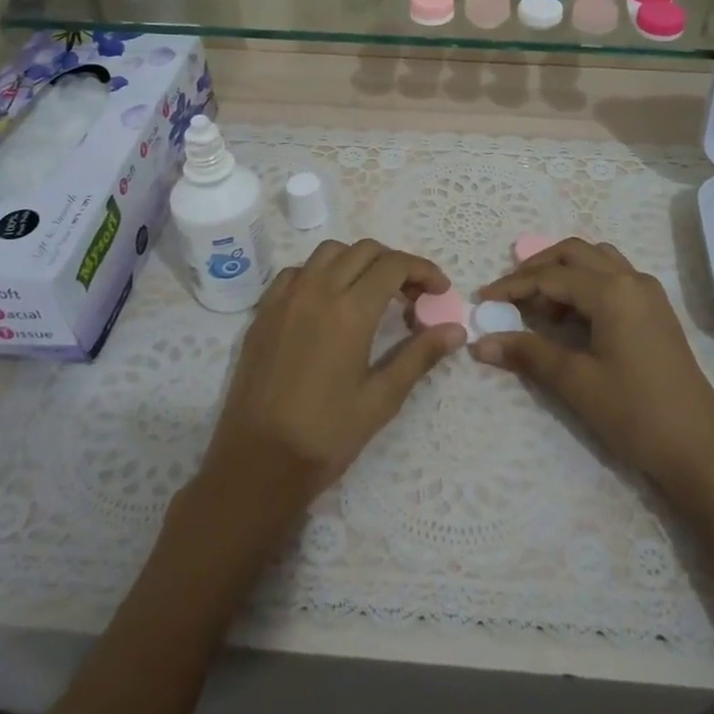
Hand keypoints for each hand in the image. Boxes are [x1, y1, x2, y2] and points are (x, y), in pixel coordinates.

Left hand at [196, 239, 465, 524]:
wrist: (257, 462)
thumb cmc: (326, 434)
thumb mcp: (382, 398)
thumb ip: (419, 355)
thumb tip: (456, 330)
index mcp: (350, 311)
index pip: (394, 265)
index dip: (423, 270)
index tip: (439, 290)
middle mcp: (317, 291)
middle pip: (364, 250)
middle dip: (395, 263)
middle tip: (412, 295)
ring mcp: (286, 298)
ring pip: (328, 253)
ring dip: (357, 261)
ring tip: (372, 293)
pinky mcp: (264, 312)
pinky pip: (296, 272)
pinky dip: (320, 273)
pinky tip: (328, 303)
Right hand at [473, 239, 713, 495]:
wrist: (699, 448)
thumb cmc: (634, 412)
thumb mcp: (576, 382)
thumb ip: (528, 353)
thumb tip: (480, 342)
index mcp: (612, 291)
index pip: (551, 276)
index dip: (512, 285)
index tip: (482, 299)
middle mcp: (631, 279)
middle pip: (574, 253)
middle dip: (537, 268)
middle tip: (508, 295)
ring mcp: (648, 293)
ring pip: (596, 261)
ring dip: (564, 272)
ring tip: (540, 306)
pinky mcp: (655, 311)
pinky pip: (613, 277)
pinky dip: (586, 284)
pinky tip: (572, 317)